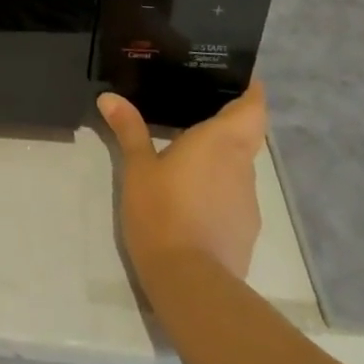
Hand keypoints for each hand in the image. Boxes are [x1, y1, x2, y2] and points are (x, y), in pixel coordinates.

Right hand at [99, 83, 267, 289]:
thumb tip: (109, 97)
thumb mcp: (137, 168)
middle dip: (231, 123)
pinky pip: (235, 197)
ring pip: (240, 167)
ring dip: (222, 160)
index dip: (252, 91)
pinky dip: (219, 190)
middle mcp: (242, 166)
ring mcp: (247, 201)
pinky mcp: (246, 232)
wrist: (190, 284)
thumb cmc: (163, 211)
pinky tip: (193, 199)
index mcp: (221, 141)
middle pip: (248, 135)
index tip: (242, 79)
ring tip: (191, 156)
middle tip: (201, 111)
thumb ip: (128, 130)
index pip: (253, 107)